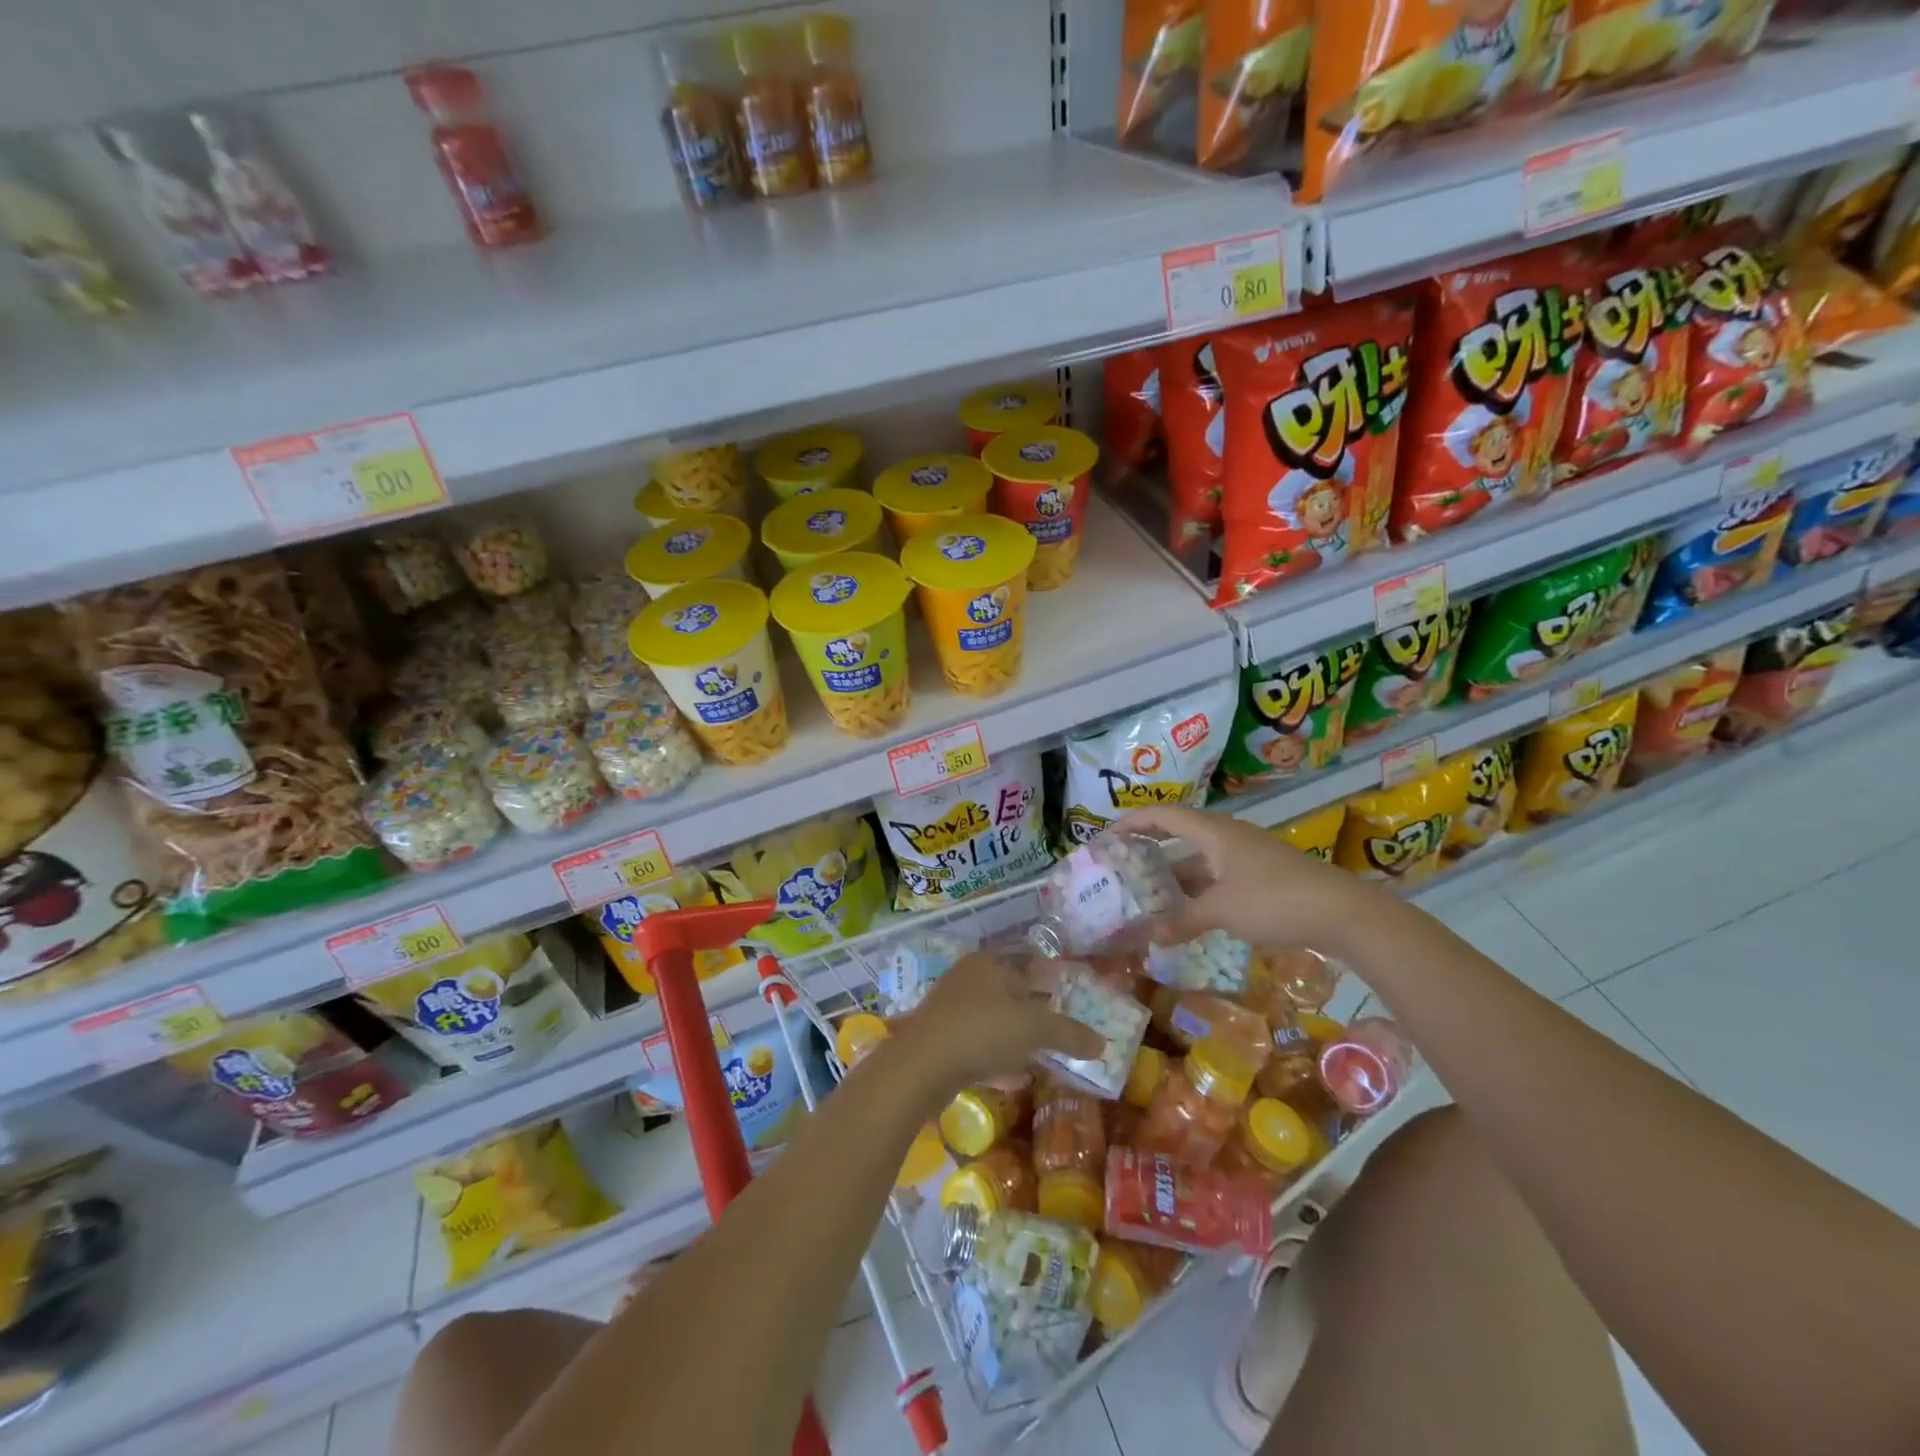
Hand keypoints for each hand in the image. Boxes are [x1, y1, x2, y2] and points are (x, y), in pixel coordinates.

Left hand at [900, 950, 1104, 1089]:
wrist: (922, 1065)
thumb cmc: (984, 1031)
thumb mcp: (1036, 1029)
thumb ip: (1070, 1033)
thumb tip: (1102, 1043)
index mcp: (990, 962)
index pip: (1027, 962)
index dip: (1050, 980)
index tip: (1069, 1002)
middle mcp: (968, 976)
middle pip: (1010, 991)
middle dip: (1033, 1012)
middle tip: (1058, 1033)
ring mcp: (950, 1006)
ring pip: (992, 1018)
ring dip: (1014, 1036)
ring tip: (1039, 1056)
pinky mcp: (939, 1037)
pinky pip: (976, 1042)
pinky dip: (995, 1056)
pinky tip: (1011, 1077)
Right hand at [1119, 804, 1378, 954]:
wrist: (1344, 914)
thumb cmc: (1274, 900)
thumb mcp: (1221, 911)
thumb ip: (1182, 921)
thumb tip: (1149, 937)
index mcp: (1214, 832)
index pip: (1163, 816)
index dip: (1132, 822)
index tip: (1106, 838)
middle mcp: (1229, 837)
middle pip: (1180, 836)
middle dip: (1150, 850)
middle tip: (1122, 867)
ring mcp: (1248, 857)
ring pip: (1200, 861)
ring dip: (1175, 876)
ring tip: (1147, 895)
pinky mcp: (1263, 878)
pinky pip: (1218, 877)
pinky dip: (1198, 891)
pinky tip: (1188, 914)